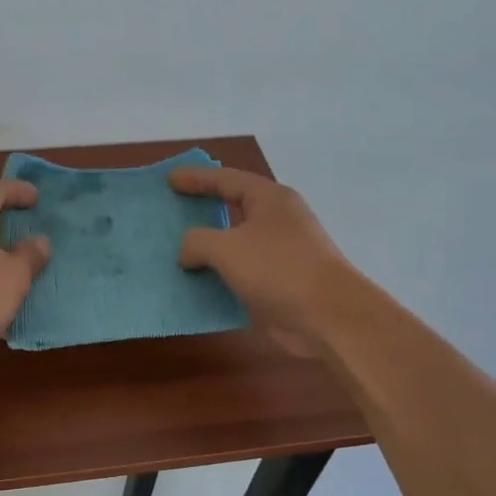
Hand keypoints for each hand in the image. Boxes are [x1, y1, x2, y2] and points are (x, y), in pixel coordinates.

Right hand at [171, 166, 361, 357]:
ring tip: (173, 249)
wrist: (326, 317)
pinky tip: (192, 284)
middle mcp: (276, 221)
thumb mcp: (226, 247)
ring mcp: (278, 254)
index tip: (169, 180)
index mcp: (269, 199)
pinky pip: (238, 274)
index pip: (227, 179)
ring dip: (207, 249)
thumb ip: (196, 241)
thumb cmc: (277, 268)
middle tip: (172, 210)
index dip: (196, 178)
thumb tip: (187, 253)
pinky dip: (216, 277)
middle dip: (202, 210)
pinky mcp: (277, 284)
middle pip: (233, 209)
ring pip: (234, 244)